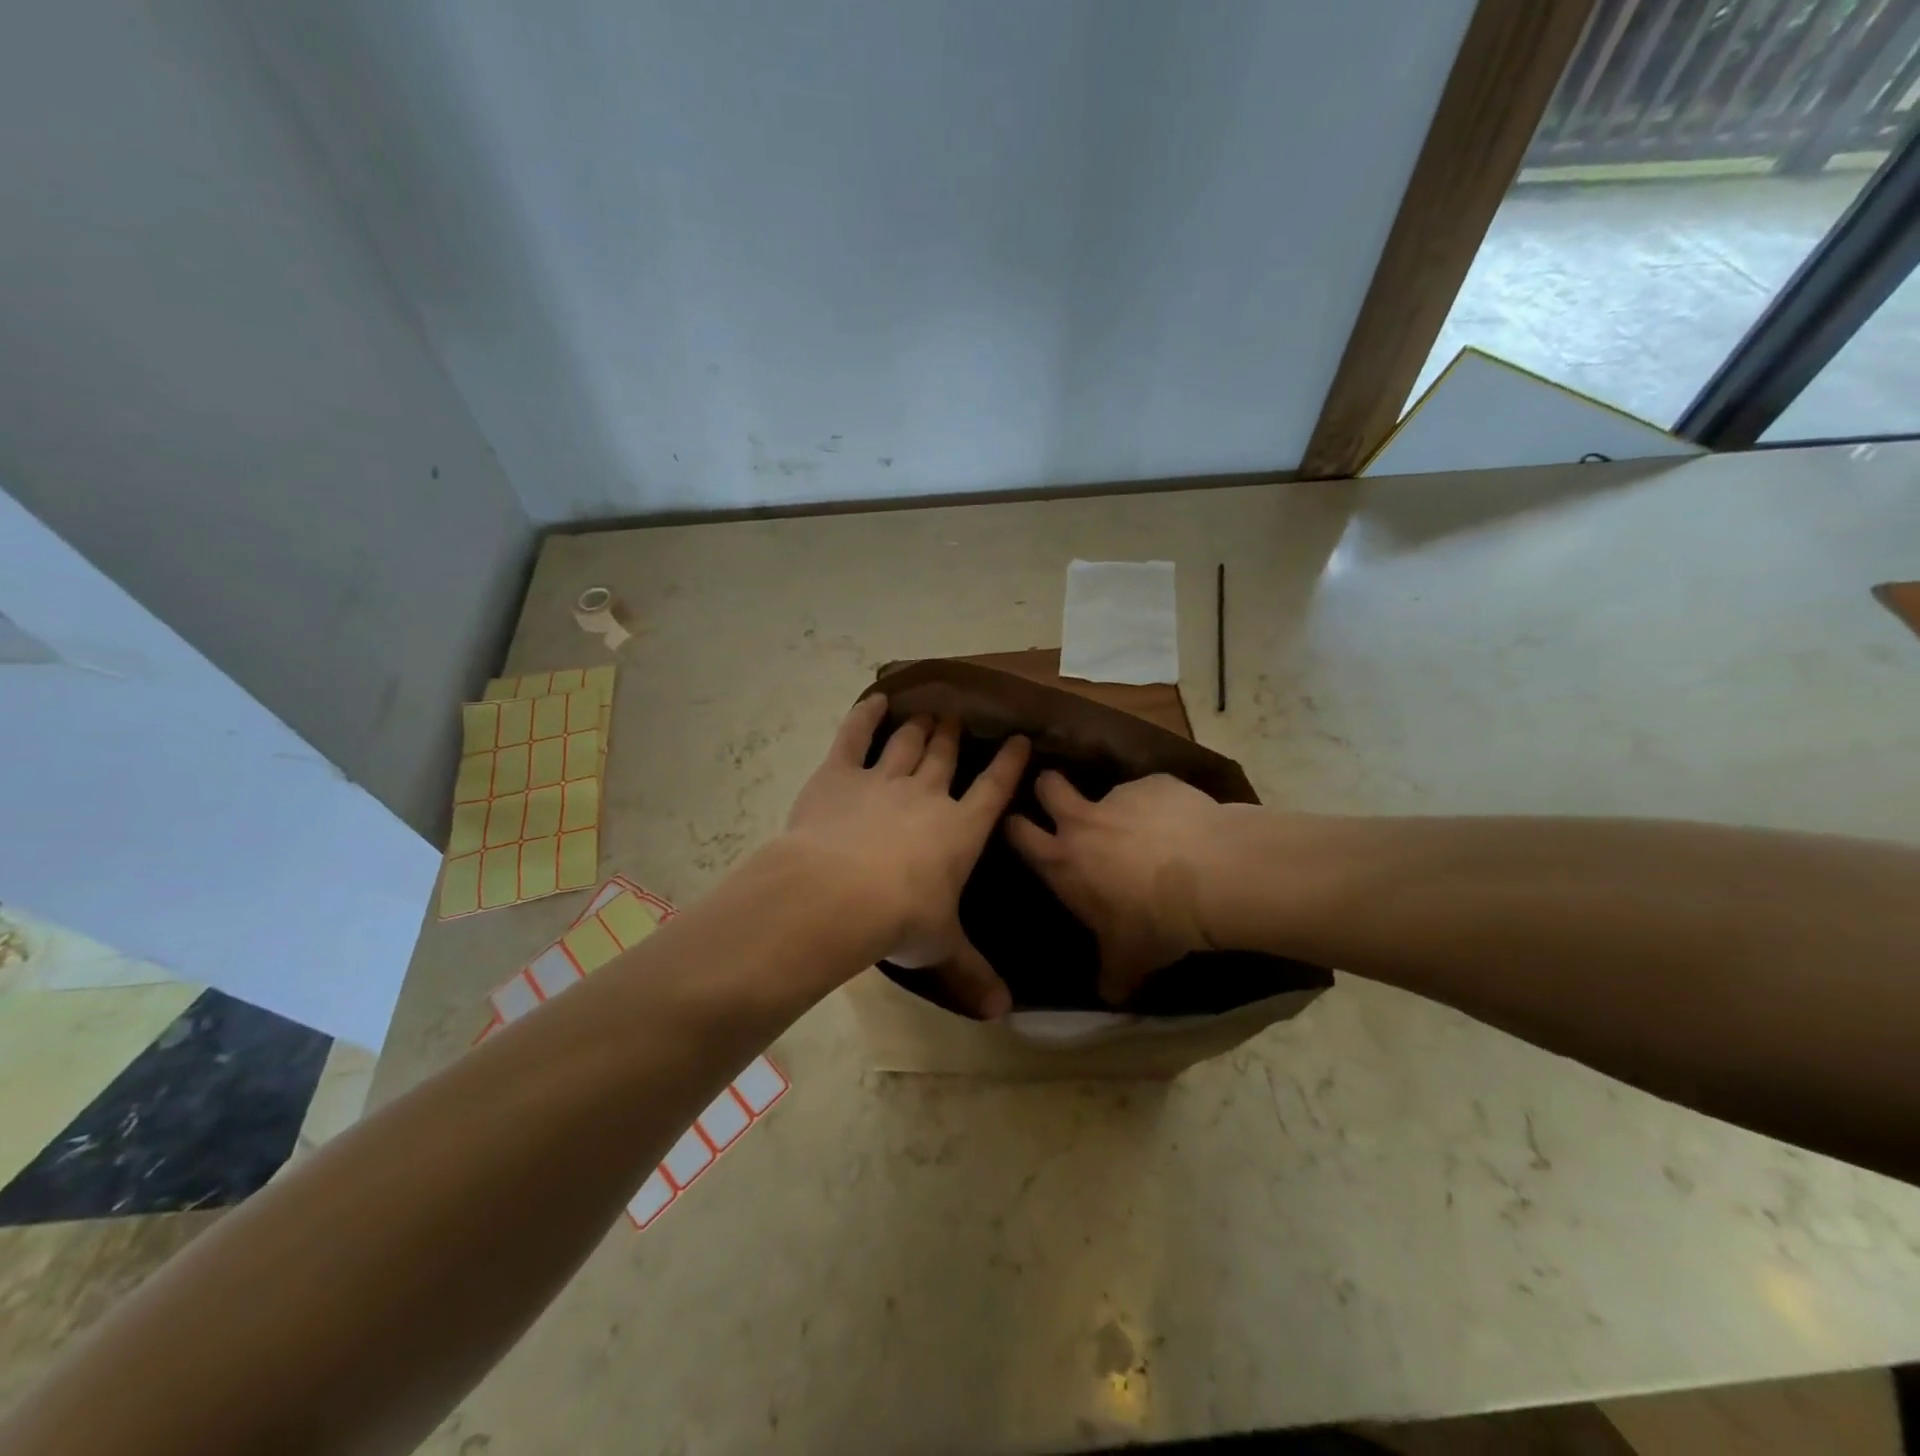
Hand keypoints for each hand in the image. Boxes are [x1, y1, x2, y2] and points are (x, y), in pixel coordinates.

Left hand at [783, 695, 1029, 1016]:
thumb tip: (1005, 1013)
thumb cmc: (901, 920)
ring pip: (907, 743)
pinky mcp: (839, 774)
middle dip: (955, 736)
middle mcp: (926, 795)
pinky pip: (854, 736)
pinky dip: (864, 716)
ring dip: (920, 726)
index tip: (1019, 740)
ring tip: (929, 711)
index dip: (1009, 764)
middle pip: (944, 756)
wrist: (839, 894)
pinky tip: (874, 700)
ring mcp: (882, 779)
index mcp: (959, 830)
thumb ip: (973, 974)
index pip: (993, 789)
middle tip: (959, 716)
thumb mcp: (941, 948)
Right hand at [1005, 771, 1234, 1003]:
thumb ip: (1112, 975)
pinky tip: (1186, 826)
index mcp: (1063, 862)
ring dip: (1120, 808)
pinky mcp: (1157, 783)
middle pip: (1048, 785)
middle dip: (1048, 788)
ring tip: (1150, 830)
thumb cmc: (1156, 923)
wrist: (1213, 878)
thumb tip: (1108, 995)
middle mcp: (1082, 821)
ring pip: (1108, 791)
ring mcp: (1120, 796)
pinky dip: (1162, 805)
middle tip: (1062, 801)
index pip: (1018, 832)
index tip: (1021, 826)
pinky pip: (1153, 791)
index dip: (1015, 826)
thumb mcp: (1130, 961)